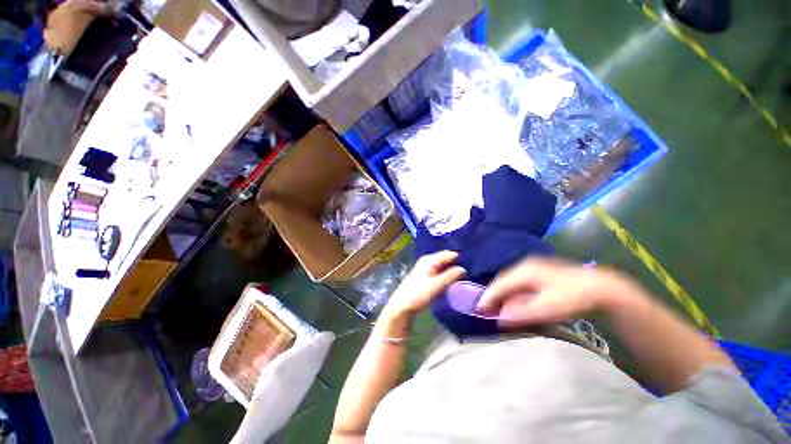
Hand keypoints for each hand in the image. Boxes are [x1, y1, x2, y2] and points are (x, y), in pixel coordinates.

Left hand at [381, 251, 465, 320]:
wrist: (402, 306)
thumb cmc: (418, 294)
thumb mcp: (436, 285)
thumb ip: (451, 276)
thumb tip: (464, 268)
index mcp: (430, 259)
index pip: (449, 254)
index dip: (460, 259)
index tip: (473, 266)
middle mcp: (428, 261)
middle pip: (446, 260)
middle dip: (456, 265)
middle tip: (471, 273)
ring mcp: (426, 269)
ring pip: (443, 268)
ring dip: (452, 272)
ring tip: (465, 278)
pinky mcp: (426, 277)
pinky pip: (440, 274)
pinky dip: (446, 277)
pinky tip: (453, 283)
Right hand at [476, 258, 638, 327]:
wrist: (601, 288)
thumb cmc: (573, 298)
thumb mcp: (548, 308)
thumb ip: (522, 312)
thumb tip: (499, 317)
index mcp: (523, 271)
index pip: (499, 284)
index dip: (487, 297)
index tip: (477, 310)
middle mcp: (524, 266)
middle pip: (502, 281)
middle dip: (492, 295)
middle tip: (484, 309)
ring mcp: (532, 267)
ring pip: (510, 281)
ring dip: (502, 294)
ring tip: (496, 306)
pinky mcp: (539, 272)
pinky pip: (518, 282)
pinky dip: (512, 292)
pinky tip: (513, 300)